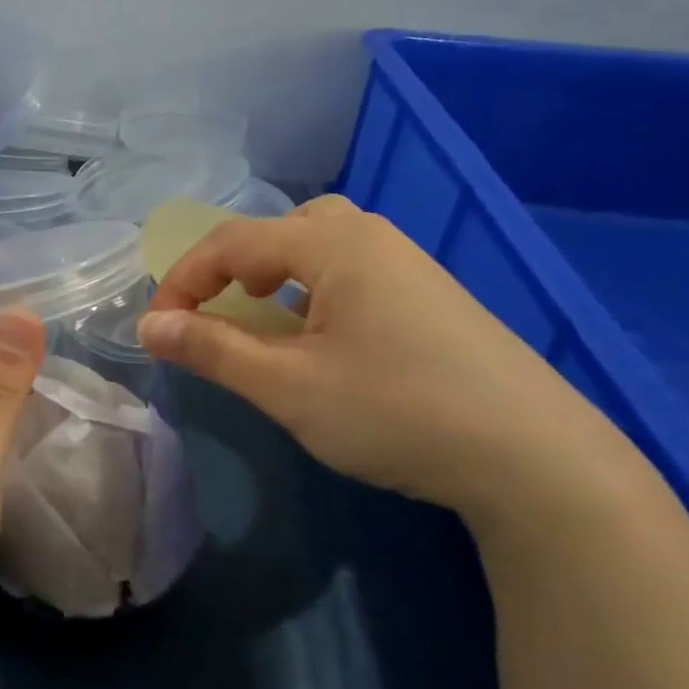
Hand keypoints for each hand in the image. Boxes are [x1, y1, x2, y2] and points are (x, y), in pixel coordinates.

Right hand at [137, 196, 612, 521]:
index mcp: (333, 244)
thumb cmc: (395, 411)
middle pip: (279, 229)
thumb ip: (213, 349)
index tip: (157, 328)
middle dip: (232, 267)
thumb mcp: (287, 386)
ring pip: (319, 247)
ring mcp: (410, 265)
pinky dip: (314, 291)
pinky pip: (352, 272)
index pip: (232, 242)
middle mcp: (372, 238)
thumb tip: (151, 326)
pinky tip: (323, 338)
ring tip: (264, 318)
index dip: (183, 280)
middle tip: (215, 312)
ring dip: (274, 275)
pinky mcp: (433, 297)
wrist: (537, 459)